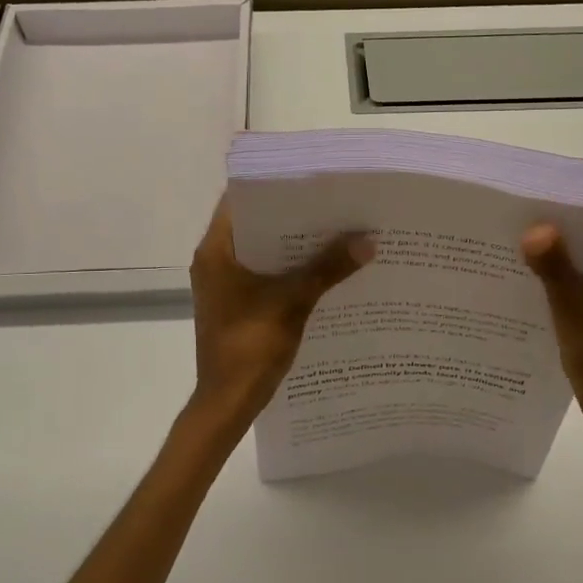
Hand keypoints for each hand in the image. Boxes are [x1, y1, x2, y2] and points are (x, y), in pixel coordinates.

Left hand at [181, 200, 372, 450]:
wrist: (227, 403)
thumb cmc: (250, 346)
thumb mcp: (293, 302)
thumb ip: (328, 268)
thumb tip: (367, 240)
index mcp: (216, 251)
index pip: (240, 200)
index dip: (274, 186)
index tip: (309, 179)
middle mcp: (215, 260)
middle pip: (255, 225)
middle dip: (293, 217)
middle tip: (333, 203)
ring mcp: (224, 284)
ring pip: (262, 252)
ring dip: (294, 245)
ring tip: (336, 230)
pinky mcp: (235, 303)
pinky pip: (264, 274)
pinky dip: (289, 269)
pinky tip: (323, 269)